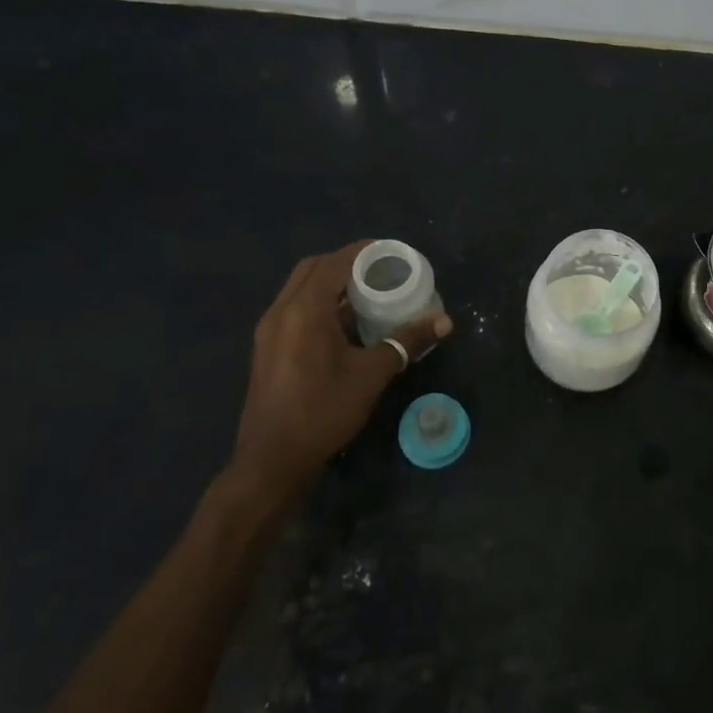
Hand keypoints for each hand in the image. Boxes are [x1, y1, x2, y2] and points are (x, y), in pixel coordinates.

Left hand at [232, 241, 452, 501]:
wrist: (273, 460)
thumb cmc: (323, 411)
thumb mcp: (372, 375)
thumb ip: (406, 342)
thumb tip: (444, 321)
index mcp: (304, 310)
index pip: (334, 263)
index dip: (362, 252)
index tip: (390, 252)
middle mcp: (281, 312)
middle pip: (312, 269)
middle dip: (346, 263)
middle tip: (380, 270)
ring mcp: (270, 331)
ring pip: (300, 290)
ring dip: (331, 284)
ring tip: (368, 292)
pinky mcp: (268, 349)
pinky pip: (295, 310)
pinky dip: (320, 304)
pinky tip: (345, 323)